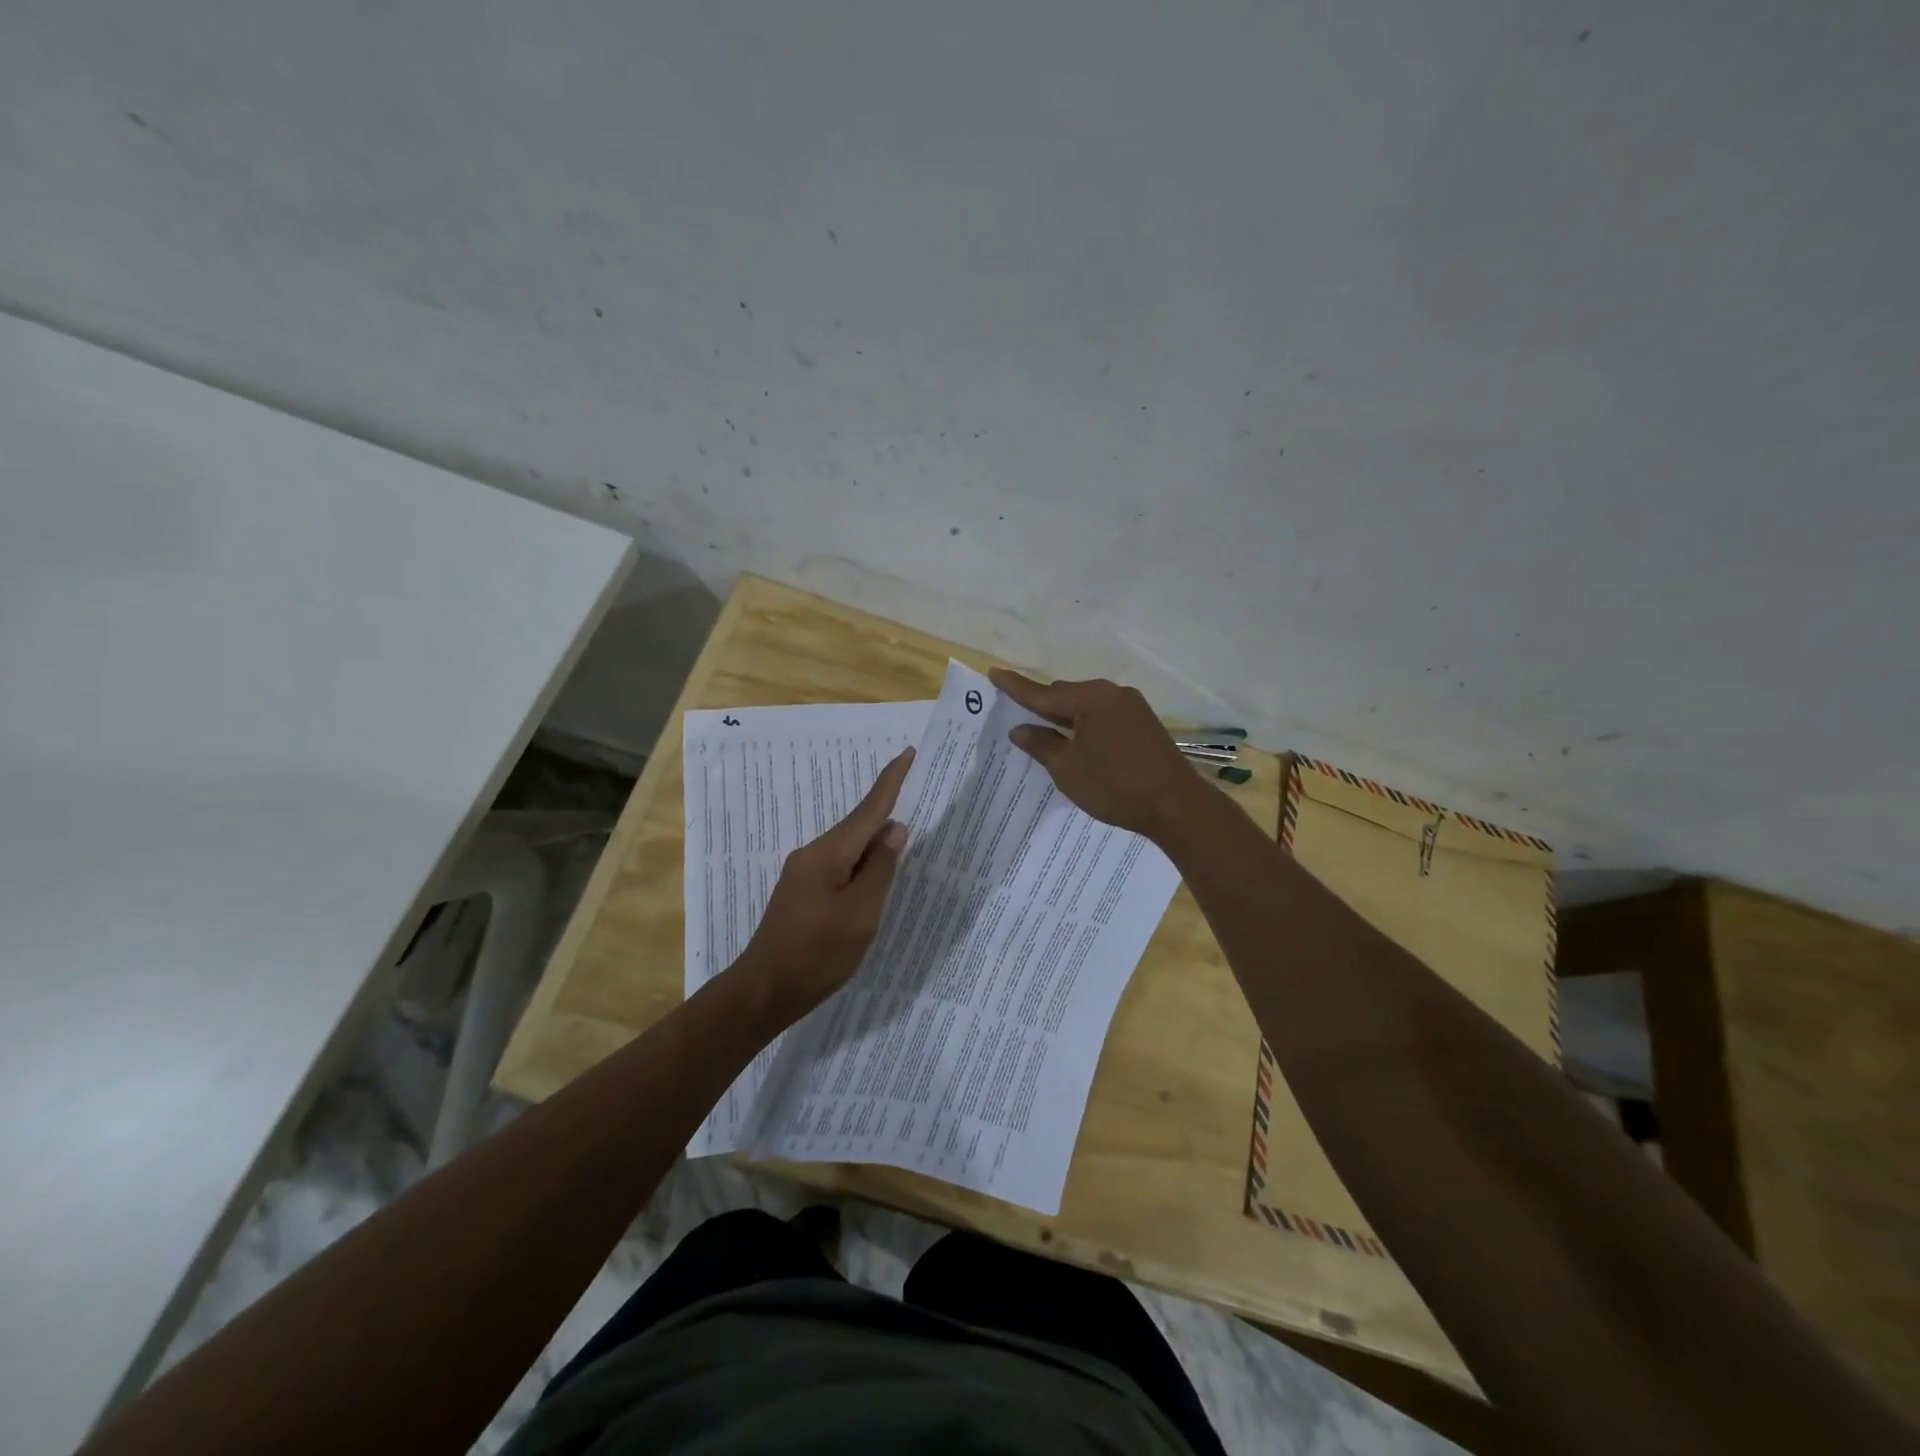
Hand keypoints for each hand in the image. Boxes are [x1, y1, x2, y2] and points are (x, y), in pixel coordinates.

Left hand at [733, 747, 913, 1023]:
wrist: (764, 991)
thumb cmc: (817, 954)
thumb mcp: (861, 913)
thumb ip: (880, 869)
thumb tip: (894, 828)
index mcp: (828, 854)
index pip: (868, 810)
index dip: (891, 782)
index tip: (907, 753)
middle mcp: (813, 855)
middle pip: (858, 827)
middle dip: (886, 812)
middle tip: (917, 795)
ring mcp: (804, 874)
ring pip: (849, 849)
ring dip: (875, 844)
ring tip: (903, 842)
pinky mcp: (802, 893)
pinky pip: (840, 866)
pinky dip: (862, 865)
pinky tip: (874, 876)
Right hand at [989, 670, 1198, 840]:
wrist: (1175, 805)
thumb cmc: (1114, 785)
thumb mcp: (1067, 768)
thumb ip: (1041, 745)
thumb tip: (1020, 729)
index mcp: (1089, 698)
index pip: (1042, 692)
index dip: (1016, 687)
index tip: (994, 672)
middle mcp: (1111, 693)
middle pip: (1066, 694)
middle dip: (1043, 705)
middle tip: (1020, 714)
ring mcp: (1132, 707)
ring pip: (1087, 706)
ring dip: (1067, 717)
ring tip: (1048, 732)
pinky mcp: (1144, 723)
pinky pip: (1105, 716)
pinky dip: (1087, 725)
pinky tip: (1080, 741)